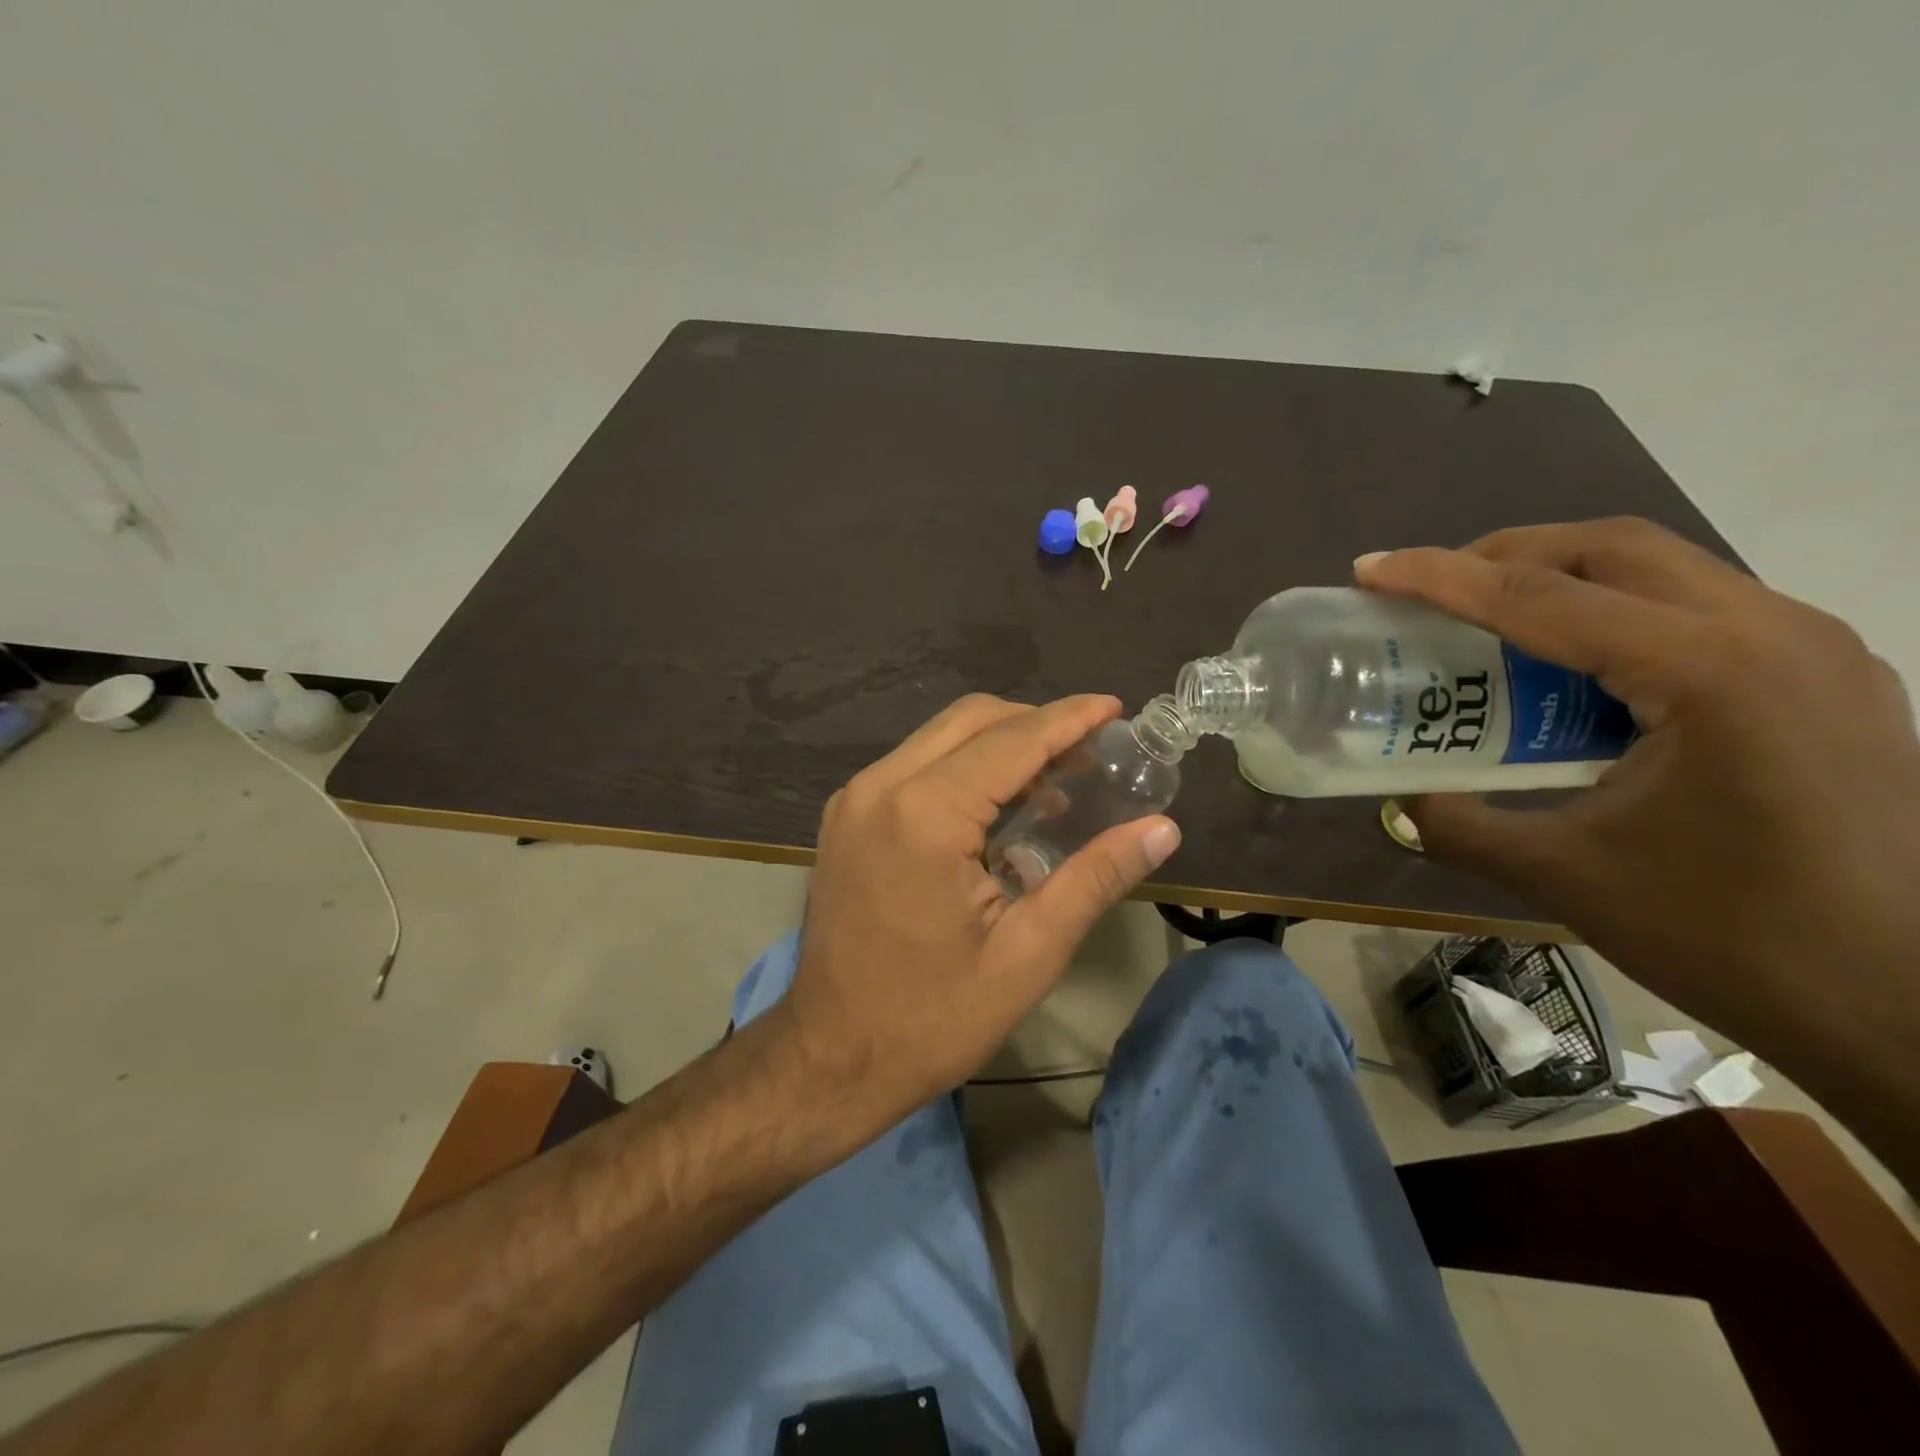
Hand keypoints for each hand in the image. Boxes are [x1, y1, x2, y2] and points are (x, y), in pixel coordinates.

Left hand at [773, 694, 1180, 1128]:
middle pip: (971, 720)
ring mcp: (854, 799)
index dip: (1069, 719)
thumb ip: (1095, 878)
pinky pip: (914, 764)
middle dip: (1035, 723)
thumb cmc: (932, 1017)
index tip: (1114, 707)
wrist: (831, 1056)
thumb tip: (1161, 829)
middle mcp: (880, 787)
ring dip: (999, 743)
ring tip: (1055, 779)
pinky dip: (963, 765)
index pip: (1012, 740)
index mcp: (925, 814)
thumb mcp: (1028, 954)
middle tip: (1090, 751)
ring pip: (939, 736)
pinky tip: (998, 806)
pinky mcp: (845, 817)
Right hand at [1358, 519, 1919, 1186]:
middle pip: (1610, 548)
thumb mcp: (1562, 876)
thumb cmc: (1732, 936)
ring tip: (1486, 622)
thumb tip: (1397, 798)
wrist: (1913, 1008)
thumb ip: (1457, 826)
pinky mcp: (1823, 677)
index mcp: (1706, 672)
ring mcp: (1811, 649)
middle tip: (1427, 589)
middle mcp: (1770, 632)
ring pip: (1661, 568)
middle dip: (1502, 555)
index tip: (1368, 569)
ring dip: (1560, 578)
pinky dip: (1612, 614)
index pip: (1539, 597)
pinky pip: (1697, 609)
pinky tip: (1574, 673)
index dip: (1438, 577)